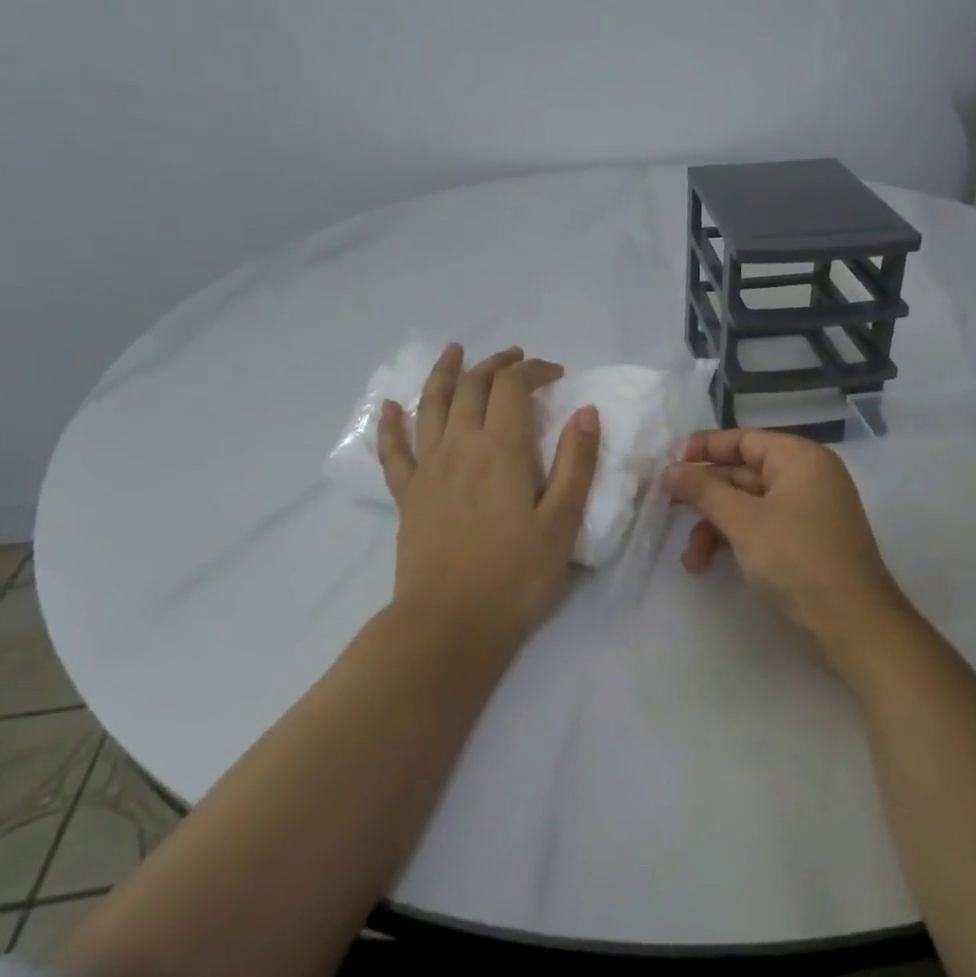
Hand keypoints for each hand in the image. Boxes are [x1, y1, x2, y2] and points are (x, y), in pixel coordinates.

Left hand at [379, 344, 599, 644]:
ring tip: (455, 351)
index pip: (513, 387)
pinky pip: (393, 450)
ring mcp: (427, 468)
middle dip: (496, 365)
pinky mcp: (407, 494)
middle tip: (517, 359)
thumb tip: (586, 411)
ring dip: (444, 373)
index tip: (556, 374)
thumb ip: (576, 462)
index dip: (534, 370)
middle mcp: (459, 446)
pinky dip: (390, 424)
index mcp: (500, 449)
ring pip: (432, 405)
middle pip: (473, 386)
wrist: (450, 625)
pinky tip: (389, 407)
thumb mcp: (562, 522)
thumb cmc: (516, 575)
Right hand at [662, 428, 913, 665]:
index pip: (743, 440)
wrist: (853, 623)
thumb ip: (703, 491)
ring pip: (747, 505)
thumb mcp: (743, 521)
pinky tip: (709, 563)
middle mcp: (806, 477)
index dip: (704, 449)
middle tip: (666, 508)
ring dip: (714, 526)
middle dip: (705, 497)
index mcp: (799, 458)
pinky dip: (734, 540)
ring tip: (691, 559)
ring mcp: (807, 511)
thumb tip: (669, 469)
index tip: (669, 464)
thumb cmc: (798, 558)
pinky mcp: (804, 541)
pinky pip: (760, 527)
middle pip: (742, 473)